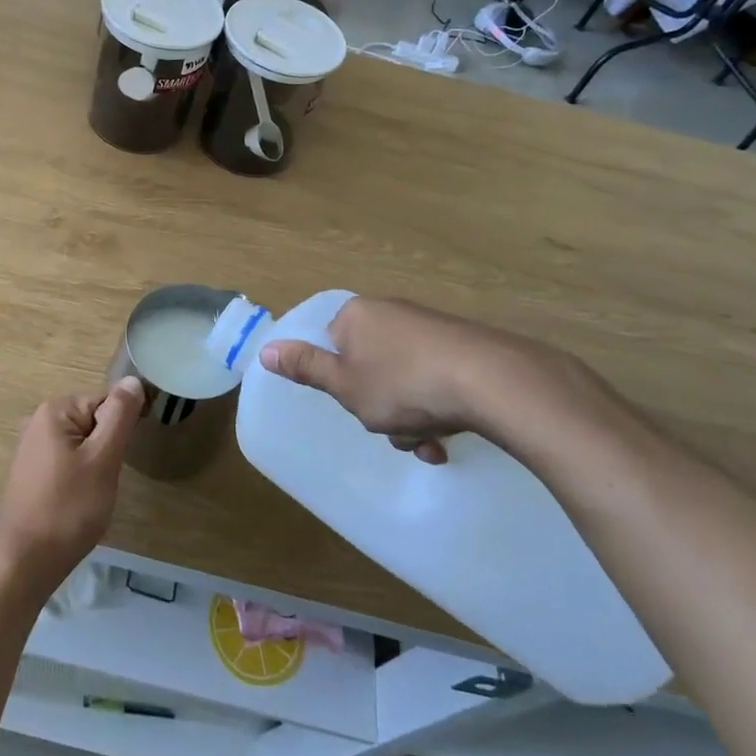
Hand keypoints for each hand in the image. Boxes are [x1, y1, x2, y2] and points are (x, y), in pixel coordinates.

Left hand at [0, 378, 144, 597]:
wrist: (23, 564)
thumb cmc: (67, 509)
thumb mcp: (102, 460)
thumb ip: (120, 417)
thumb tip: (133, 380)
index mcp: (55, 410)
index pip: (106, 403)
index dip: (121, 430)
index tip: (121, 460)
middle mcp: (38, 422)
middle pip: (93, 422)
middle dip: (107, 450)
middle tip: (105, 482)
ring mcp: (32, 449)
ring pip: (83, 446)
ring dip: (95, 467)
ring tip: (92, 496)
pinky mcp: (31, 474)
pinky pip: (68, 464)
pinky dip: (80, 480)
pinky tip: (77, 504)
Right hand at [260, 297, 615, 463]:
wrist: (491, 380)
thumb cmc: (403, 385)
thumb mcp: (345, 385)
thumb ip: (305, 367)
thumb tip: (264, 349)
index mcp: (356, 316)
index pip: (332, 346)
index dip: (340, 382)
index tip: (357, 406)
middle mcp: (391, 312)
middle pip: (369, 366)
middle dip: (380, 406)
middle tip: (394, 430)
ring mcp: (430, 327)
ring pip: (404, 379)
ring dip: (410, 416)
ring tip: (429, 443)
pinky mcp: (463, 344)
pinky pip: (435, 377)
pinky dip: (437, 406)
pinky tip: (451, 434)